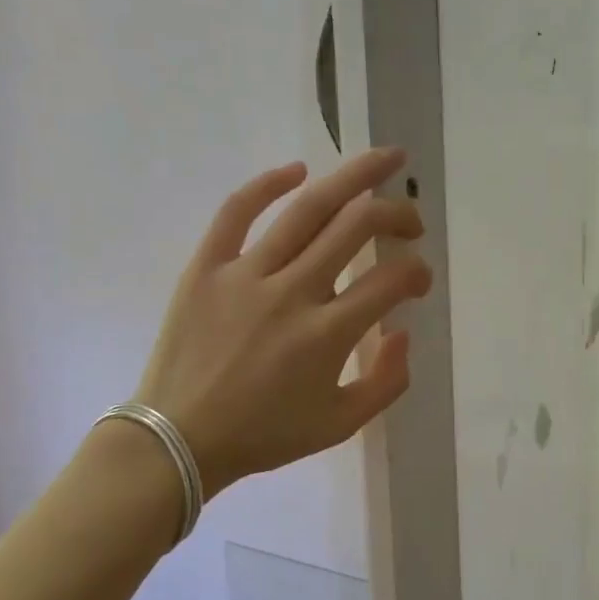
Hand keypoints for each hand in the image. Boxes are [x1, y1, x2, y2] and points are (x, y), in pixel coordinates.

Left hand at [134, 148, 430, 498]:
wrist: (179, 440)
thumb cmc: (264, 435)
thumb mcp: (341, 425)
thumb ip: (386, 382)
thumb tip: (402, 332)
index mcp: (328, 335)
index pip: (390, 282)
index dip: (417, 272)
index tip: (419, 280)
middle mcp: (293, 293)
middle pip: (357, 228)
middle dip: (397, 214)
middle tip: (411, 221)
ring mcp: (245, 275)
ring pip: (307, 209)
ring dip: (353, 177)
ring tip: (384, 159)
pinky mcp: (205, 268)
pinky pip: (236, 212)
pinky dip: (268, 184)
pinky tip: (298, 171)